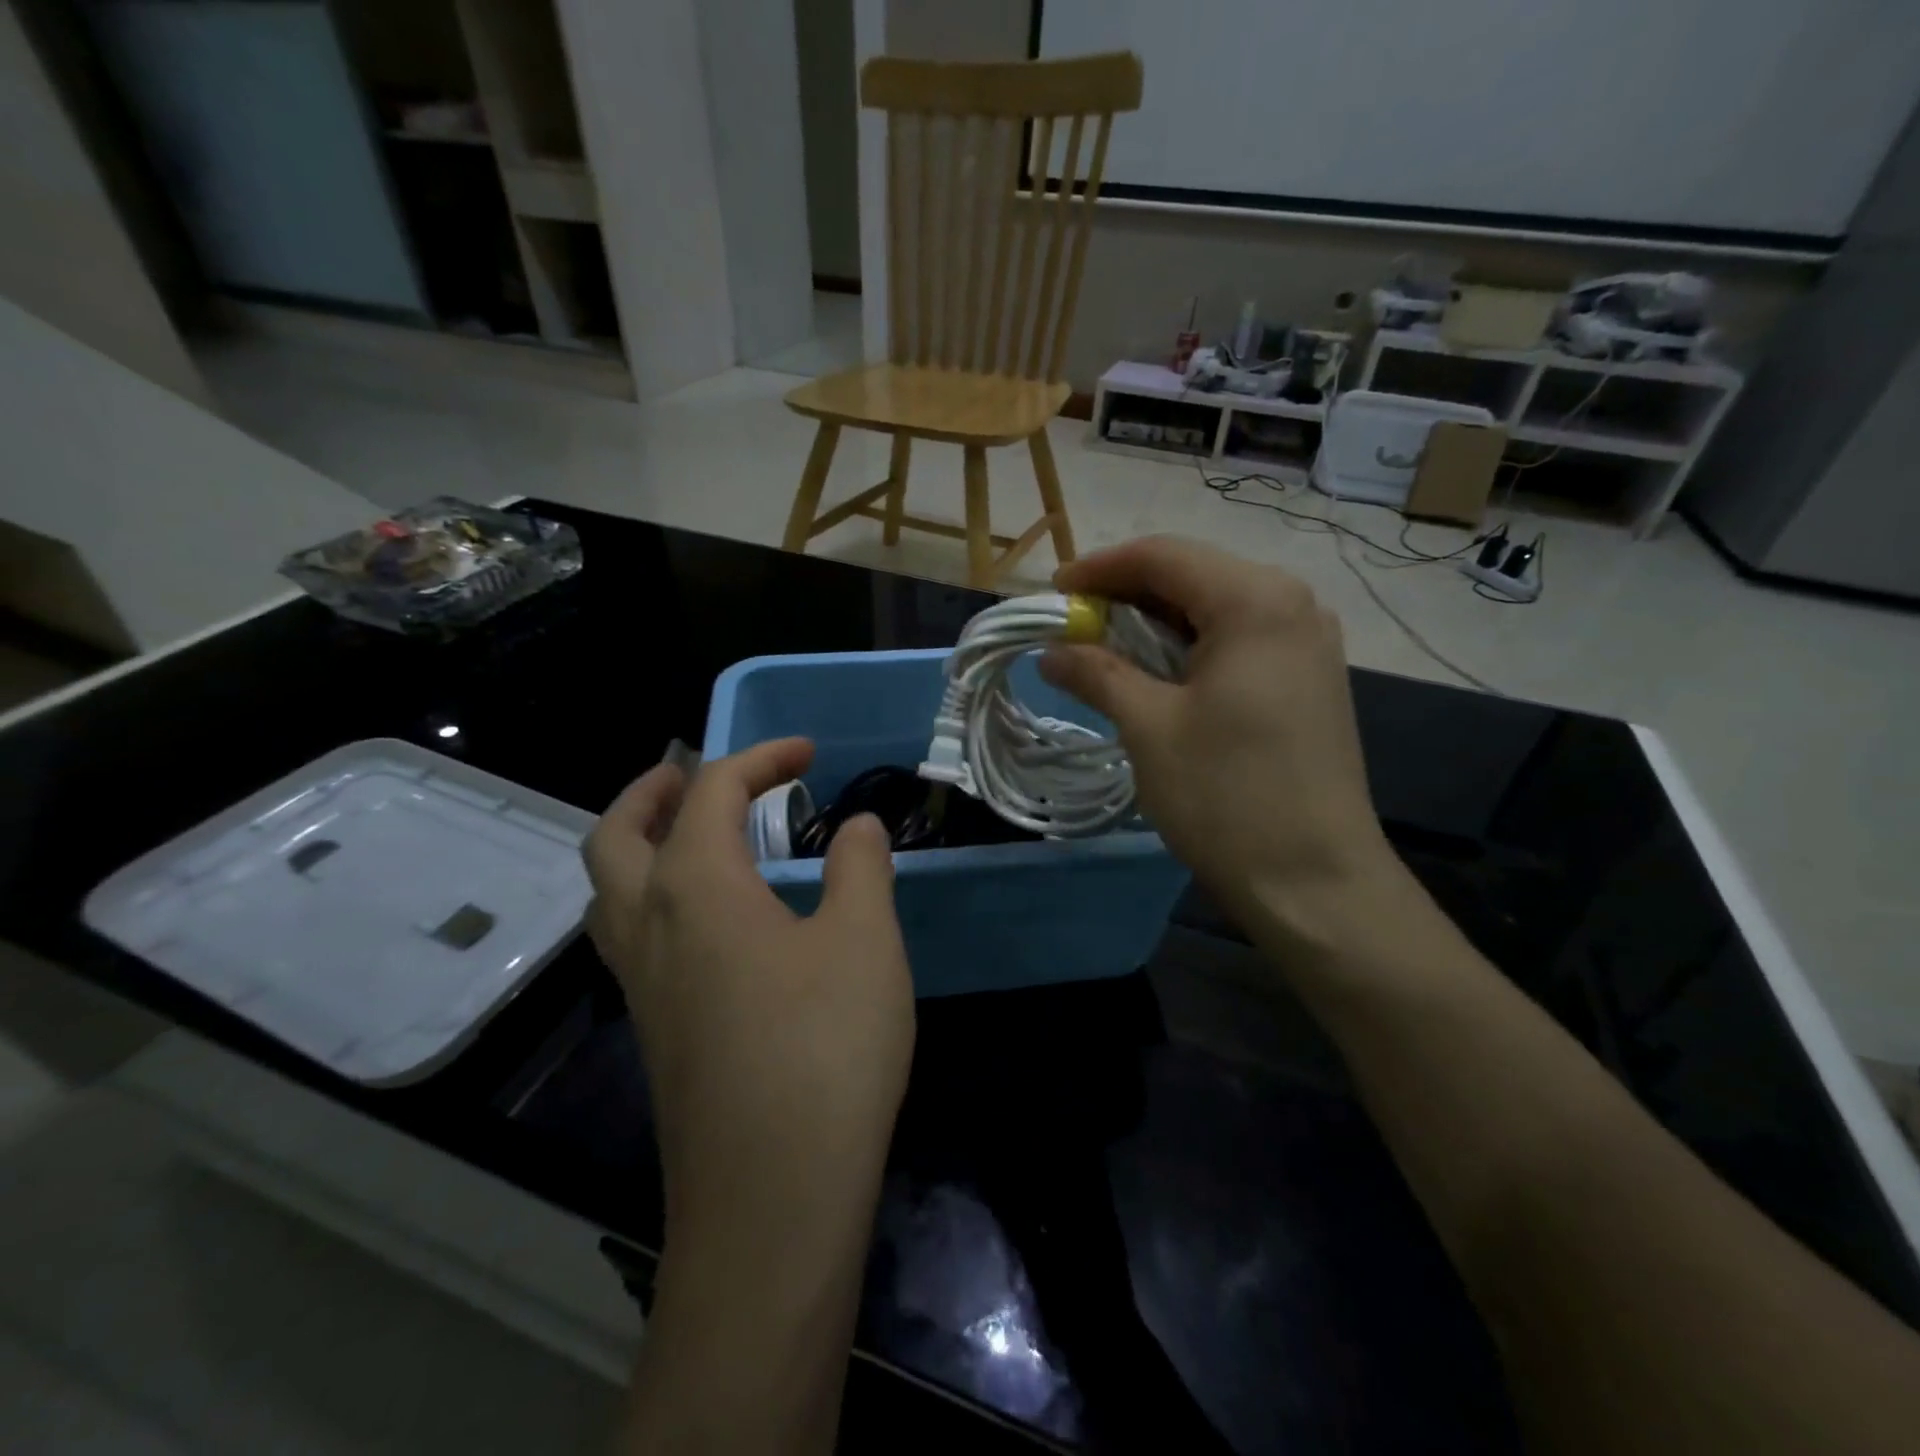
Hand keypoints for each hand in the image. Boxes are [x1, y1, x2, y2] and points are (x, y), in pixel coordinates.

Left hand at [582, 739, 913, 1264]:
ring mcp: (640, 986)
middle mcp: (648, 927)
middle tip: (695, 773)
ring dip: (638, 844)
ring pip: (609, 890)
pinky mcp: (653, 1032)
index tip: (806, 753)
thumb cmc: (825, 1049)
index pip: (711, 792)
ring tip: (693, 836)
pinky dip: (653, 896)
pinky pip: (631, 936)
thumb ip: (860, 868)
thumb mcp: (864, 940)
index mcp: (694, 888)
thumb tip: (857, 825)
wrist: (772, 1198)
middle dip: (652, 789)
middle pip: (616, 835)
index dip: (759, 758)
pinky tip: (711, 922)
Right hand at [1041, 536, 1399, 935]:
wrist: (1314, 881)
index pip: (1162, 556)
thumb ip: (1096, 673)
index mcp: (1254, 600)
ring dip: (1155, 623)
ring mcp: (1308, 642)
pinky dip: (1190, 648)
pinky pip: (1239, 640)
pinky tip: (1157, 674)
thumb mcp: (1148, 727)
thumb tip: (1050, 650)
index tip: (1052, 594)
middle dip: (1126, 594)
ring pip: (1215, 608)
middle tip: (1072, 625)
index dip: (1099, 568)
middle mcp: (1291, 604)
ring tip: (1103, 650)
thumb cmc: (1226, 795)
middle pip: (1192, 575)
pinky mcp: (1309, 678)